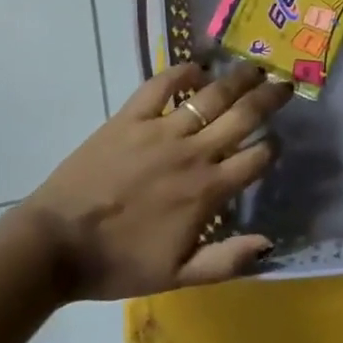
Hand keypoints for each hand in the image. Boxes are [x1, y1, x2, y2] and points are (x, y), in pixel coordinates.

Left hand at [20, 61, 291, 300]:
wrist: (58, 244)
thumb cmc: (119, 263)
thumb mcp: (178, 275)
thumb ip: (226, 260)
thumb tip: (269, 242)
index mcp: (207, 191)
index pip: (255, 159)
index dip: (272, 147)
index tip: (278, 140)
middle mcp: (192, 153)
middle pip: (241, 116)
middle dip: (268, 99)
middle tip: (284, 83)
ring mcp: (160, 130)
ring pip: (209, 96)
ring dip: (236, 79)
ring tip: (254, 67)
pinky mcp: (129, 117)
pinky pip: (160, 85)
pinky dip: (182, 72)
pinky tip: (198, 66)